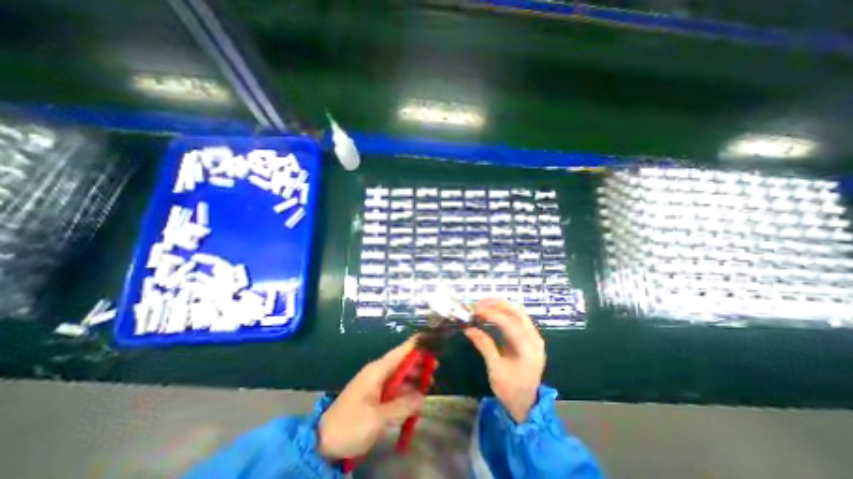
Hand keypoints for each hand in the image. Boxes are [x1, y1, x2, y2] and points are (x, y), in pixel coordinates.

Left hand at [317, 335, 425, 461]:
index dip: (415, 344)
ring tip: (430, 382)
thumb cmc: (349, 425)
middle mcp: (378, 373)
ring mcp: (376, 384)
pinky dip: (406, 390)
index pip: (400, 351)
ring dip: (414, 378)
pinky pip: (395, 388)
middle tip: (436, 368)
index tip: (430, 338)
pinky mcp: (376, 396)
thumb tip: (422, 397)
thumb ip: (401, 406)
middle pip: (403, 362)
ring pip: (400, 375)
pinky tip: (416, 396)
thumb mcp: (376, 418)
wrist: (323, 443)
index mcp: (377, 370)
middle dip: (419, 363)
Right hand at [464, 297, 542, 423]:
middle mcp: (534, 339)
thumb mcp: (495, 369)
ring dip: (500, 306)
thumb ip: (484, 346)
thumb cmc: (510, 390)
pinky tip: (491, 313)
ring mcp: (533, 337)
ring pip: (517, 312)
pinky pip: (516, 319)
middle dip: (496, 304)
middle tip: (478, 304)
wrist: (526, 405)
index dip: (491, 313)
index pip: (509, 323)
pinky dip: (503, 313)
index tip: (475, 309)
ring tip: (482, 306)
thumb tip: (469, 329)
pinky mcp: (528, 338)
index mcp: (528, 349)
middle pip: (517, 311)